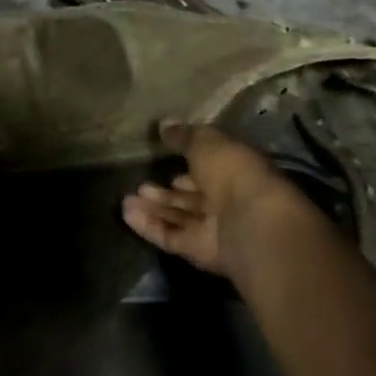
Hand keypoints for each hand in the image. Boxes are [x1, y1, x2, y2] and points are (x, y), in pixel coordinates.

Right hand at [121, 121, 310, 280]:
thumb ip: (184, 136)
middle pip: (193, 197)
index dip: (190, 162)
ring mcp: (214, 228)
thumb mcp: (206, 142)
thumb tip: (164, 124)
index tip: (166, 157)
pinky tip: (127, 214)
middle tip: (141, 184)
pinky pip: (171, 236)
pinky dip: (149, 226)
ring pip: (179, 217)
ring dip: (154, 209)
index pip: (211, 166)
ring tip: (127, 199)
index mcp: (236, 170)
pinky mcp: (199, 250)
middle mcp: (227, 200)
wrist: (249, 221)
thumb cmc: (232, 171)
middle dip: (168, 192)